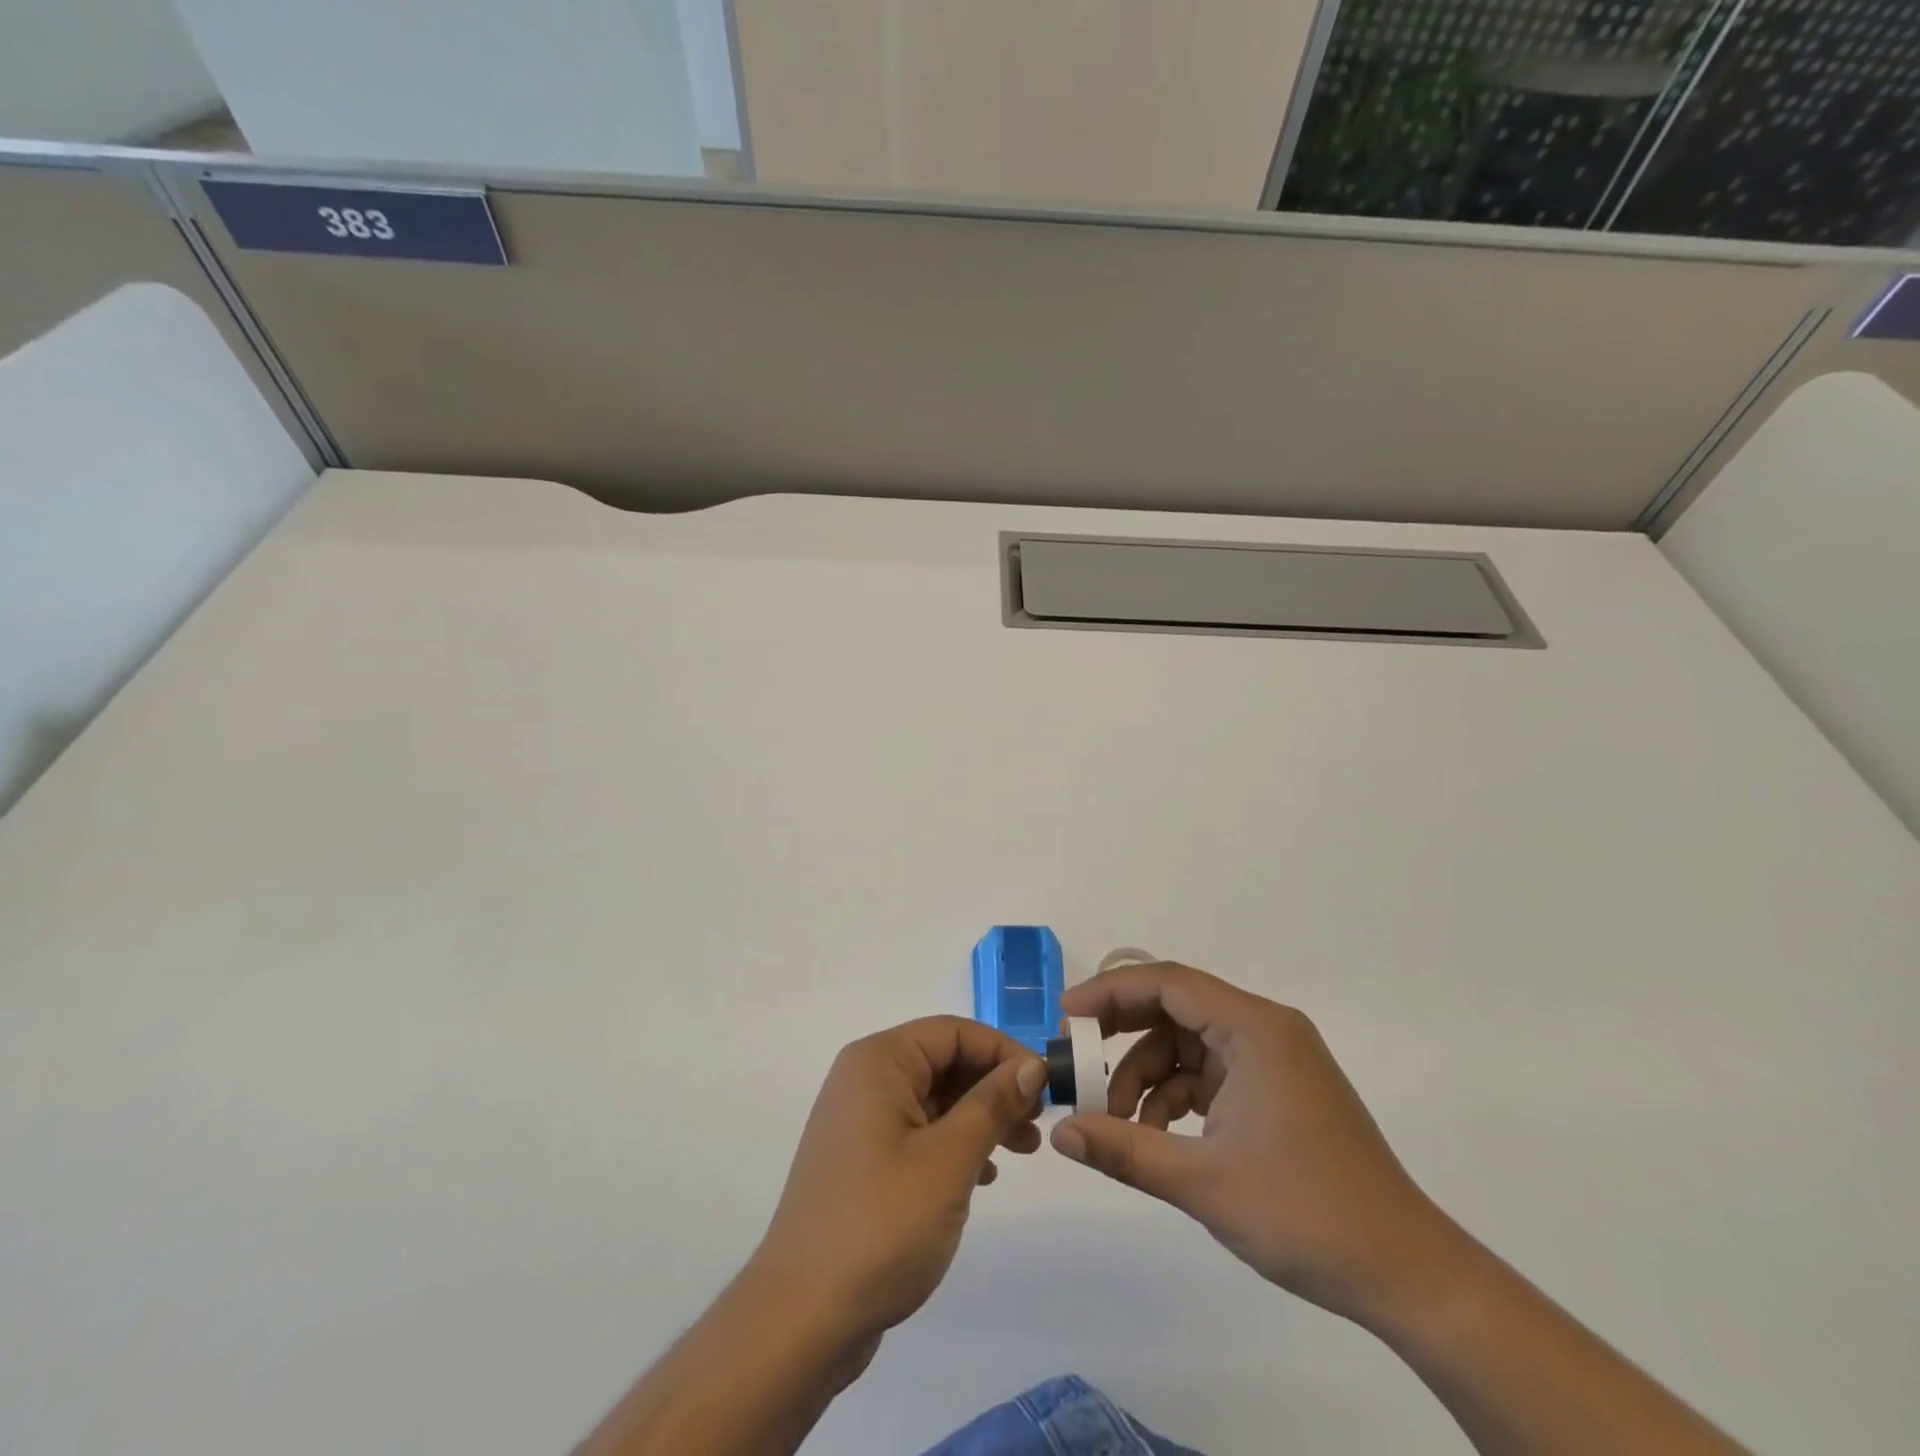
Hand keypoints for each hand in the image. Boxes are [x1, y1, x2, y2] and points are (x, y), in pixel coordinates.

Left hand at [749, 1016, 1045, 1347]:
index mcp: (879, 1062)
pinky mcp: (861, 1160)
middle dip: (994, 1087)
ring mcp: (860, 1121)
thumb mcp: (949, 1160)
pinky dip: (954, 1144)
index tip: (1045, 1086)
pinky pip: (918, 1131)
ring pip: (934, 1098)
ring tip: (1022, 1151)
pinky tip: (984, 1177)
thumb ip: (992, 1104)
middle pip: (943, 1061)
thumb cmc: (881, 1225)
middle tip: (1037, 1124)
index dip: (1002, 1051)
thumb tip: (1031, 1064)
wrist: (802, 1318)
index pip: (953, 1031)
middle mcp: (865, 1079)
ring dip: (980, 1117)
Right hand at [1051, 962, 1451, 1325]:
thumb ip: (1124, 1150)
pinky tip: (1156, 1136)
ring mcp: (1273, 1059)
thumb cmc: (1306, 1215)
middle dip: (1122, 1035)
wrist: (1407, 1275)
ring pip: (1188, 1045)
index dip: (1110, 992)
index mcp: (1254, 1028)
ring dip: (1147, 1076)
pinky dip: (1176, 1096)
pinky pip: (1210, 1073)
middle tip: (1078, 1063)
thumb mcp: (1203, 1182)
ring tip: (1118, 1123)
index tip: (1065, 1018)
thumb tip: (1061, 1133)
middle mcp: (1265, 1029)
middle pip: (1175, 1008)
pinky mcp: (1276, 1089)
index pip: (1167, 982)